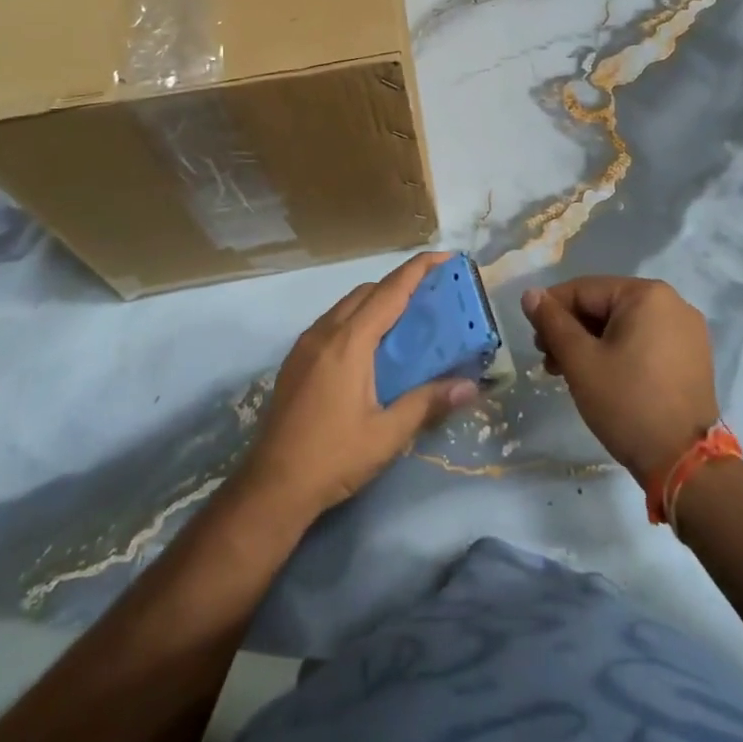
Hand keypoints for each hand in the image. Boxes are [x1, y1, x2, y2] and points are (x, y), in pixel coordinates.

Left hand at [243, 252, 478, 519]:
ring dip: (376, 301)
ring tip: (405, 319)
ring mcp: (305, 344)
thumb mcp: (388, 434)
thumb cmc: (334, 458)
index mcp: (349, 342)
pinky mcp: (296, 359)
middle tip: (431, 295)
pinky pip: (332, 322)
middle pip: (367, 291)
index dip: (418, 269)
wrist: (272, 486)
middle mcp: (325, 332)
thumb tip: (470, 386)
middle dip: (400, 284)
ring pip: (346, 305)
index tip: (445, 256)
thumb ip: (428, 403)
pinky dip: (356, 318)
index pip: (390, 291)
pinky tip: (370, 347)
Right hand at [522, 277, 720, 485]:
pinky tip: (602, 377)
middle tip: (549, 362)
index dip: (551, 311)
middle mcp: (672, 302)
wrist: (685, 465)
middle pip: (605, 306)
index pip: (584, 290)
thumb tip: (530, 294)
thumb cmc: (627, 403)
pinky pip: (644, 341)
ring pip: (623, 325)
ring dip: (592, 344)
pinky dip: (619, 352)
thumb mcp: (580, 361)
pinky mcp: (692, 356)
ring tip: (570, 373)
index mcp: (647, 294)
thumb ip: (552, 322)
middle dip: (572, 331)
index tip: (535, 342)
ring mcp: (687, 331)